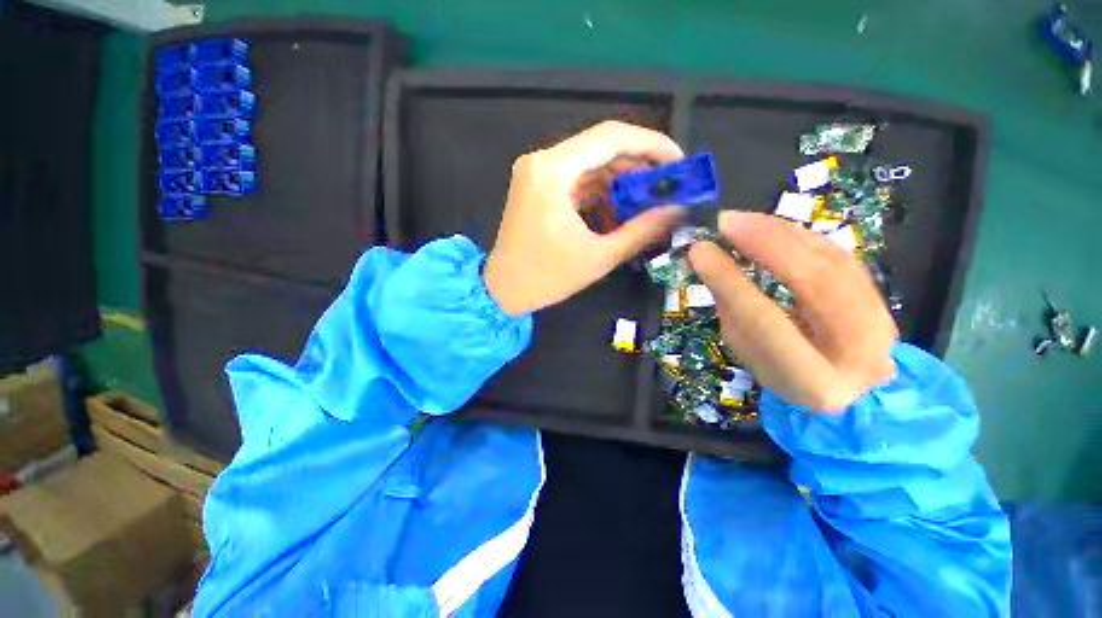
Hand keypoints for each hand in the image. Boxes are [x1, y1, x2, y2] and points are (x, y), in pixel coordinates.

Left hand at [483, 121, 684, 315]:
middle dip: (638, 167)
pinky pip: (579, 182)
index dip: (650, 145)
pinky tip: (621, 211)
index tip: (677, 163)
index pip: (610, 137)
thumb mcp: (598, 256)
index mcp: (552, 171)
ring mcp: (538, 174)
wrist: (503, 291)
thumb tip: (677, 211)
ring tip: (649, 202)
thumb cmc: (546, 277)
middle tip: (668, 187)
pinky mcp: (539, 189)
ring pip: (591, 166)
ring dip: (621, 182)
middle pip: (601, 149)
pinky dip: (602, 194)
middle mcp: (542, 162)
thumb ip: (641, 231)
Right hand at [688, 212, 897, 412]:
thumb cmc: (782, 375)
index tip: (699, 251)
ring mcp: (880, 321)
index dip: (730, 281)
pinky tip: (770, 227)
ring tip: (741, 220)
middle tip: (725, 222)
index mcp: (815, 383)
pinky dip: (800, 236)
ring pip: (831, 261)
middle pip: (814, 283)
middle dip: (765, 245)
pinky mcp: (880, 295)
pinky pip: (838, 253)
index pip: (765, 321)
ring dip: (781, 233)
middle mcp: (860, 353)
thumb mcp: (746, 351)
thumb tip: (710, 259)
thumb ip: (731, 308)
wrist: (847, 389)